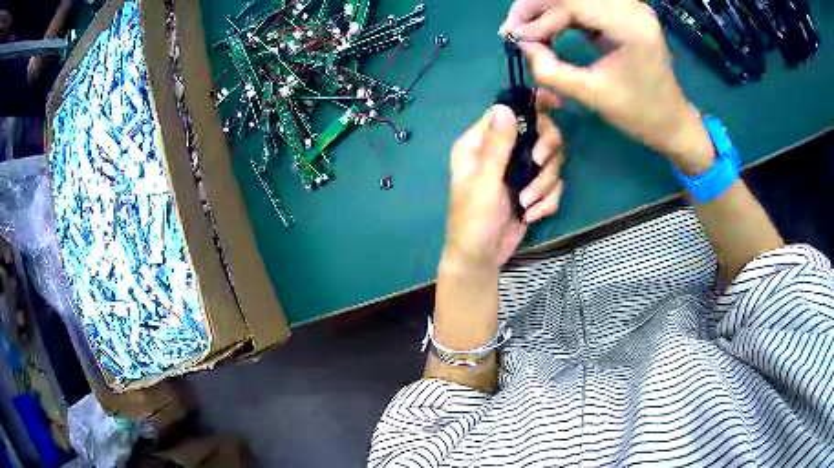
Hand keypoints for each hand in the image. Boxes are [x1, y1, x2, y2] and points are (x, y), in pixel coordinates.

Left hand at [443, 98, 564, 268]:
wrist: (481, 259)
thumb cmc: (473, 221)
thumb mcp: (484, 183)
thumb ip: (496, 146)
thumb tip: (503, 106)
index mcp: (480, 143)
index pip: (509, 111)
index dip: (533, 105)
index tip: (556, 105)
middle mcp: (502, 151)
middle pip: (540, 133)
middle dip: (545, 153)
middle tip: (537, 166)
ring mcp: (520, 170)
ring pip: (552, 161)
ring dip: (544, 185)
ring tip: (526, 205)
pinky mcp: (534, 190)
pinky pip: (554, 185)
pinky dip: (547, 202)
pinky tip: (531, 216)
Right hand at [501, 0, 714, 173]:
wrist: (671, 121)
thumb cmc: (639, 113)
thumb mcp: (592, 95)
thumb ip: (551, 71)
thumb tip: (522, 45)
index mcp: (629, 26)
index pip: (572, 4)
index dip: (538, 18)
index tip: (514, 38)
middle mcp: (630, 8)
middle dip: (535, 8)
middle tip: (512, 30)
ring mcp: (628, 8)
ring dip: (545, 10)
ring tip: (525, 31)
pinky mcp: (623, 13)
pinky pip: (583, 5)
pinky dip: (560, 15)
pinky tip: (547, 29)